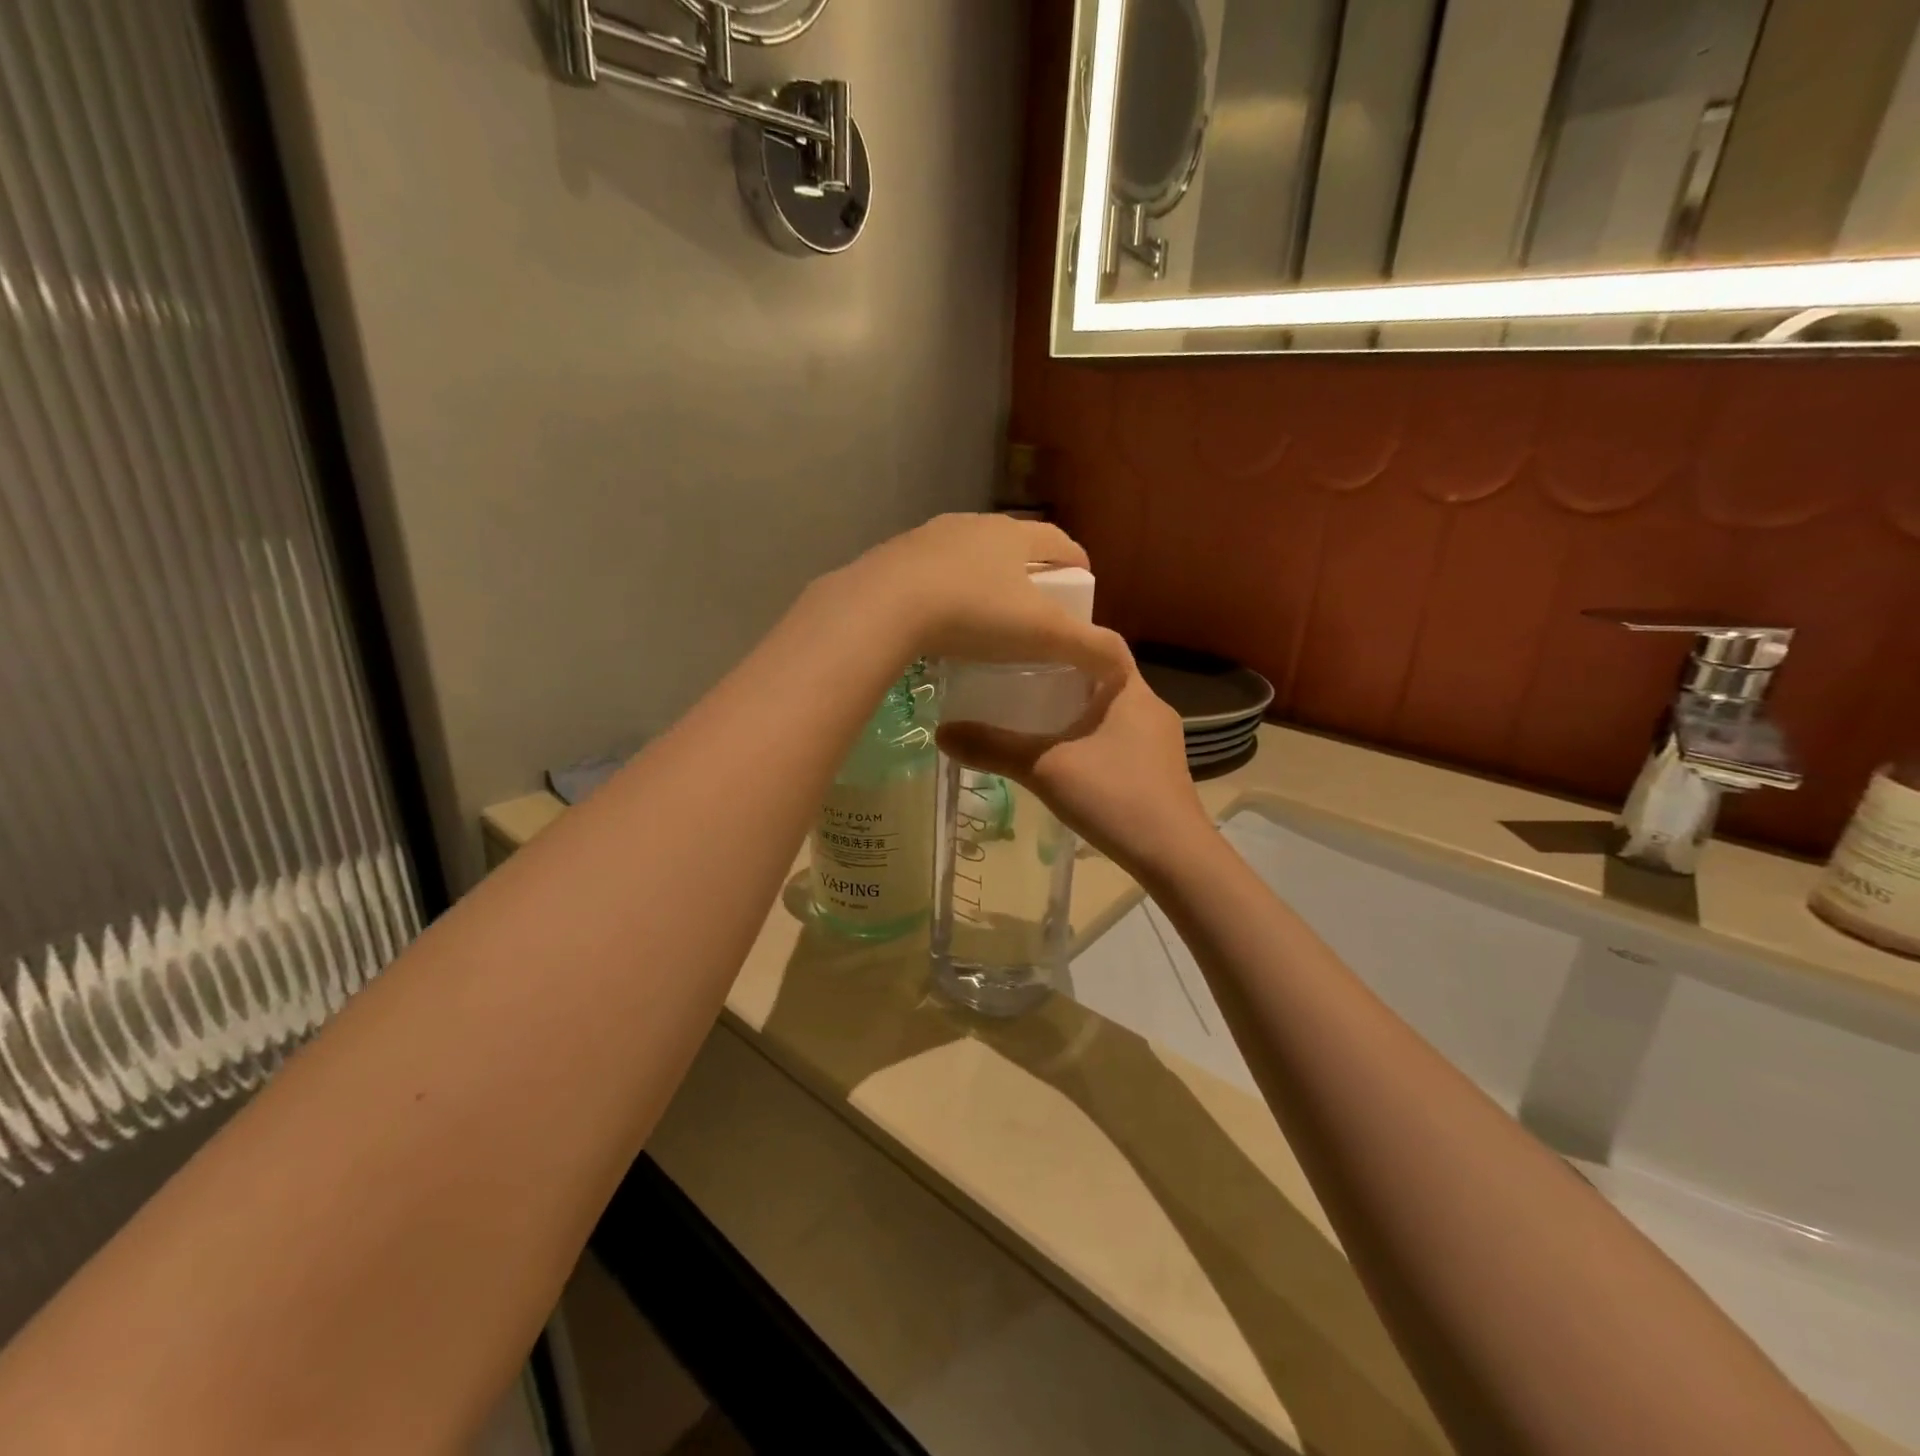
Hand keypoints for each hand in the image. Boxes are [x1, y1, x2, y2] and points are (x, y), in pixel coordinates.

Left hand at [827, 514, 1129, 678]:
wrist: (885, 606)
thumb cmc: (974, 614)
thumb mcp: (1042, 635)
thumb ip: (1088, 648)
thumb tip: (1122, 664)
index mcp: (1014, 535)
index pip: (1059, 541)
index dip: (1076, 561)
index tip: (1082, 584)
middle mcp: (974, 525)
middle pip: (1013, 543)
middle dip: (1030, 568)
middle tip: (1036, 603)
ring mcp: (930, 537)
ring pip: (969, 554)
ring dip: (983, 576)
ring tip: (986, 611)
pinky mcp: (895, 556)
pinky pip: (931, 571)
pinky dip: (945, 588)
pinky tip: (940, 617)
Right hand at [936, 659, 1214, 877]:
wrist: (1174, 857)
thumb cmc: (1114, 797)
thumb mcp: (1045, 768)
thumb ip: (994, 749)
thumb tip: (941, 732)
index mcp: (1131, 690)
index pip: (1103, 644)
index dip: (1067, 640)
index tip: (1029, 645)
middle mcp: (1152, 707)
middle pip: (1103, 678)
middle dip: (1064, 678)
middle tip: (1020, 679)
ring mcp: (1160, 741)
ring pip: (1112, 711)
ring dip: (1078, 711)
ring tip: (1035, 716)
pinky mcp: (1160, 770)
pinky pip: (1120, 739)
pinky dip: (1092, 738)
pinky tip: (1067, 757)